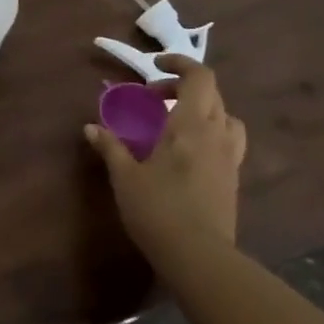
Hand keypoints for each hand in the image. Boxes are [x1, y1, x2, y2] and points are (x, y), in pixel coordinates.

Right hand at [84, 55, 245, 264]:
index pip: (199, 76)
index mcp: (190, 124)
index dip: (179, 62)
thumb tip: (90, 127)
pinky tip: (188, 154)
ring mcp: (230, 159)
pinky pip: (228, 142)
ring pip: (226, 118)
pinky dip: (210, 135)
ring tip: (178, 123)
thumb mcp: (125, 177)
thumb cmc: (158, 210)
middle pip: (212, 94)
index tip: (155, 66)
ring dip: (204, 110)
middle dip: (184, 86)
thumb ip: (111, 147)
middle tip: (156, 97)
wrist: (200, 260)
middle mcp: (216, 134)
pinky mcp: (233, 181)